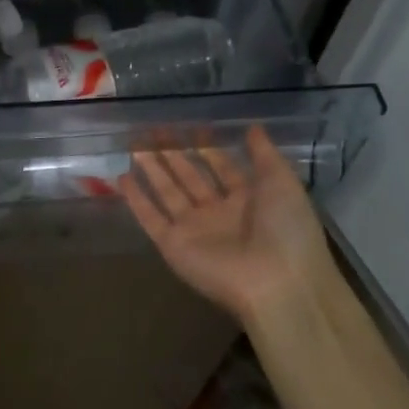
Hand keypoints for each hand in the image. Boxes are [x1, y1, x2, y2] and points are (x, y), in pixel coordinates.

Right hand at [120, 126, 340, 325]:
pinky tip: (122, 178)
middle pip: (191, 178)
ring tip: (134, 146)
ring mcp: (194, 230)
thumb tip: (252, 126)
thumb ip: (264, 154)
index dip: (208, 149)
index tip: (190, 127)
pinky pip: (151, 218)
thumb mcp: (282, 182)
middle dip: (174, 155)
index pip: (223, 169)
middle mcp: (219, 214)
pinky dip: (136, 199)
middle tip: (154, 131)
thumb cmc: (286, 228)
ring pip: (168, 193)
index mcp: (249, 200)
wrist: (277, 281)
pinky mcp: (173, 245)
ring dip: (152, 170)